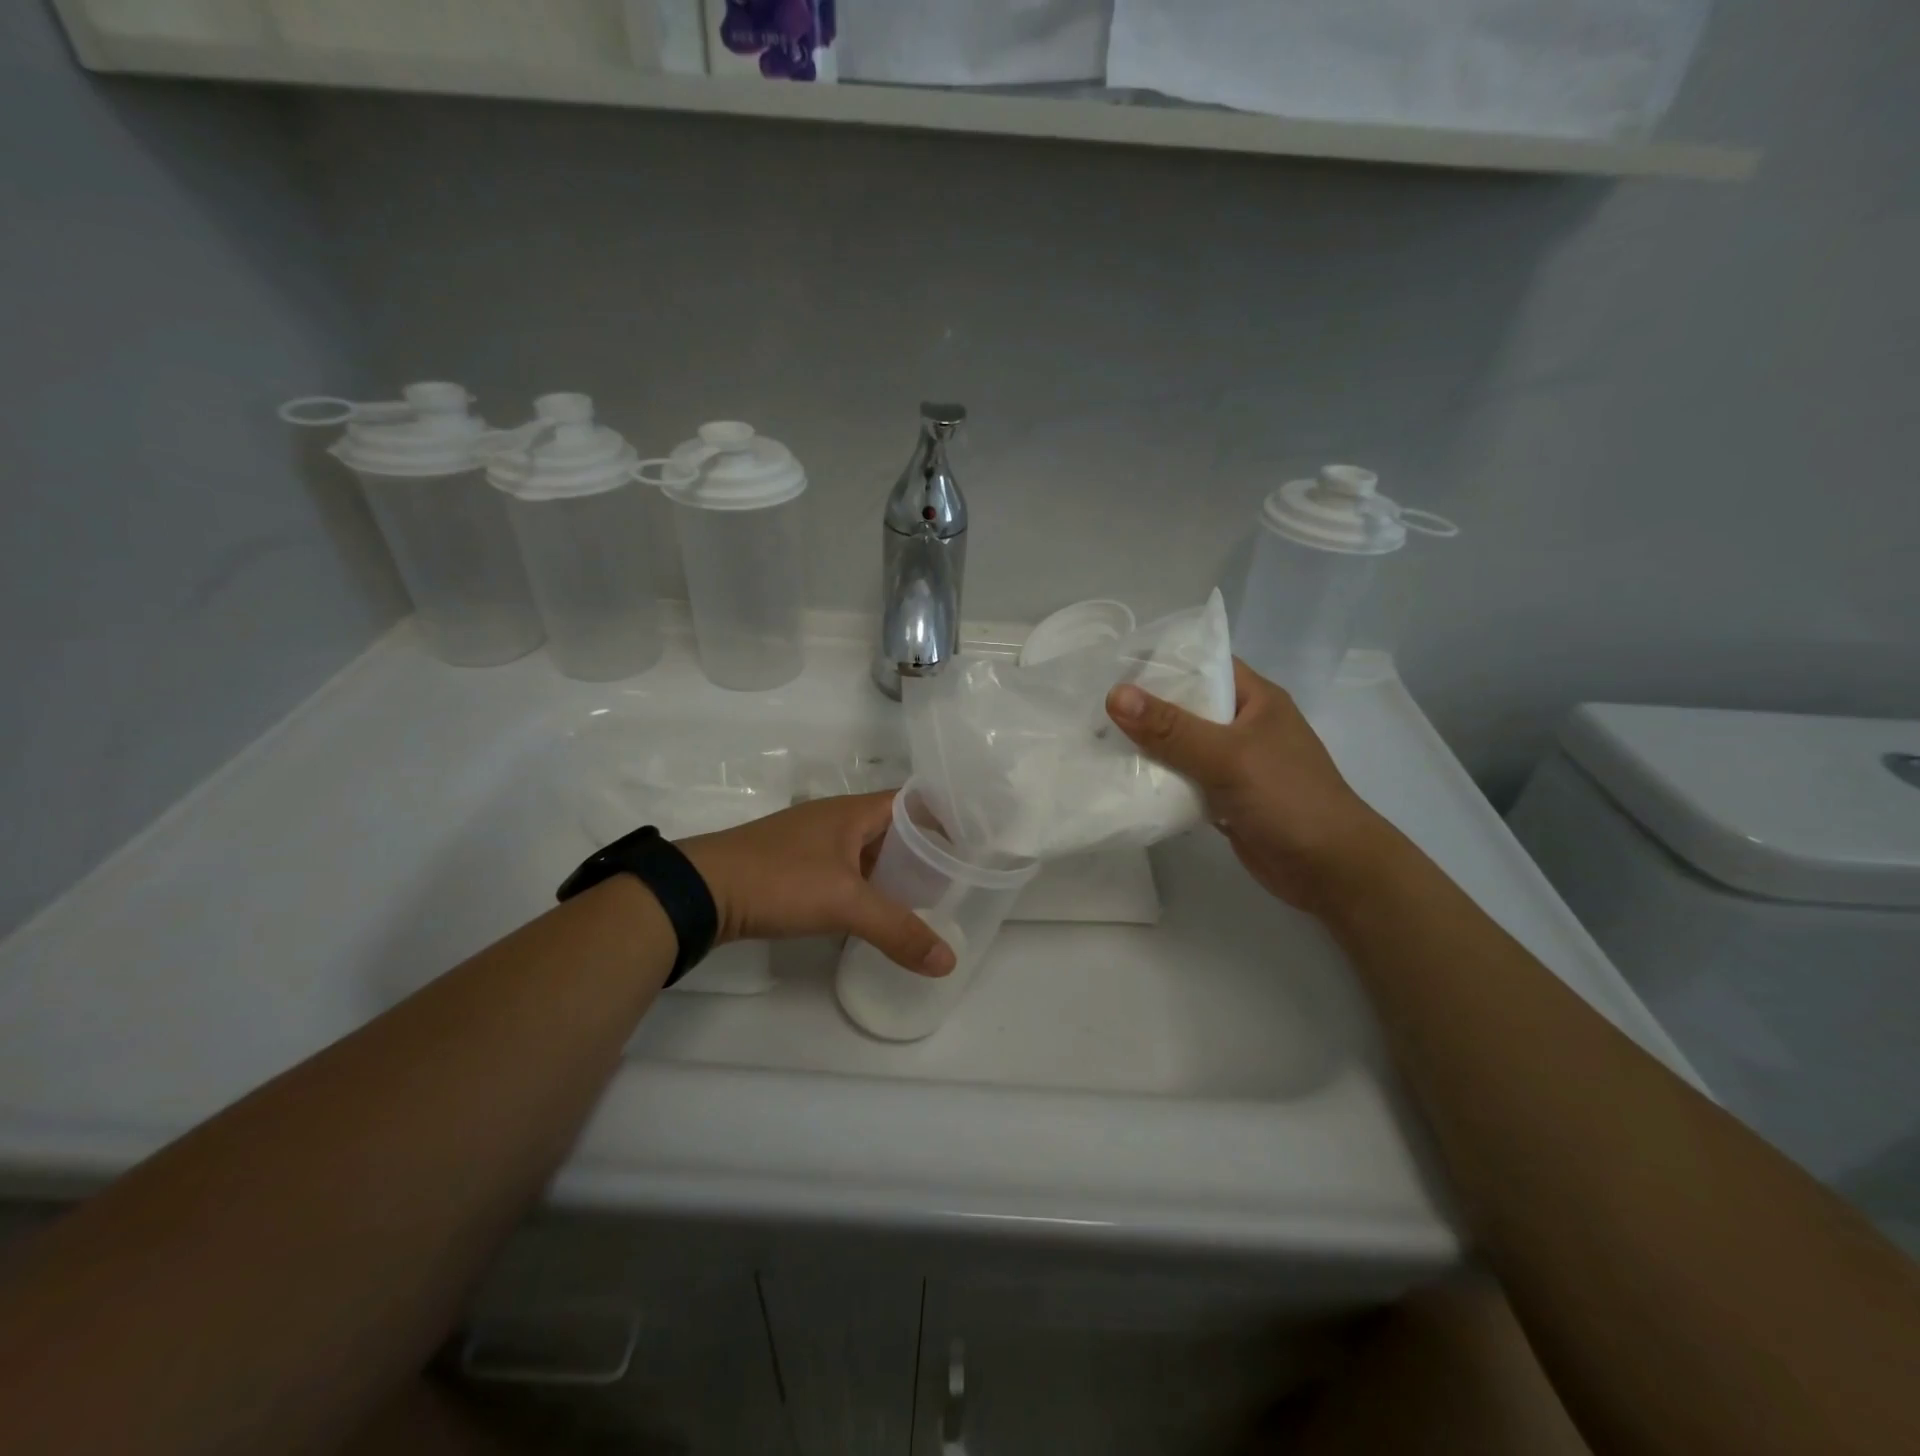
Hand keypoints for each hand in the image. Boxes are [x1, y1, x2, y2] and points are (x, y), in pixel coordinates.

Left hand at [678, 792, 956, 976]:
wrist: (701, 891)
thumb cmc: (780, 880)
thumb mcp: (845, 904)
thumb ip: (898, 930)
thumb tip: (948, 961)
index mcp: (853, 811)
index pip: (912, 802)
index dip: (943, 817)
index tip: (973, 842)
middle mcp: (835, 819)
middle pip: (892, 828)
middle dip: (923, 851)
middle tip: (956, 879)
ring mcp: (811, 842)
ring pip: (866, 851)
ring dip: (892, 871)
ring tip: (925, 898)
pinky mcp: (793, 866)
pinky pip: (844, 870)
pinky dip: (865, 886)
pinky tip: (875, 912)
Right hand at [1106, 659, 1391, 915]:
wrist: (1330, 870)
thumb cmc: (1288, 798)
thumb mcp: (1227, 755)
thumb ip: (1171, 728)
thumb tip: (1114, 695)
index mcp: (1254, 698)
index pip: (1202, 663)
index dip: (1159, 661)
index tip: (1110, 663)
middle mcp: (1242, 725)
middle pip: (1185, 706)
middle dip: (1142, 707)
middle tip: (1090, 704)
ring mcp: (1234, 763)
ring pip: (1180, 746)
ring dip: (1145, 747)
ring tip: (1093, 738)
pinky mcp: (1223, 797)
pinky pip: (1183, 780)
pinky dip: (1158, 781)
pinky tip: (1121, 780)